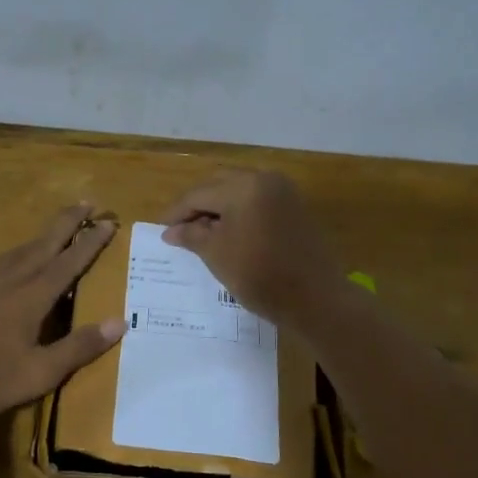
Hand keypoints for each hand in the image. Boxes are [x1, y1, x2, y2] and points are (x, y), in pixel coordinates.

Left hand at [0, 203, 126, 419]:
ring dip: (40, 237)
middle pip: (43, 244)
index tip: (108, 221)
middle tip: (86, 202)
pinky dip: (15, 257)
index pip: (69, 262)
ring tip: (53, 231)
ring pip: (17, 252)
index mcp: (31, 297)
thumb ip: (79, 347)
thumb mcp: (40, 373)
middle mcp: (9, 283)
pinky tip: (11, 268)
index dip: (90, 242)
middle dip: (66, 223)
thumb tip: (120, 322)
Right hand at [161, 171, 343, 325]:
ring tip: (201, 234)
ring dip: (218, 209)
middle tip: (179, 229)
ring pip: (239, 192)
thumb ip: (192, 235)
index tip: (161, 229)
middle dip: (198, 206)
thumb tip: (170, 230)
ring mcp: (284, 192)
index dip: (177, 212)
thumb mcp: (217, 255)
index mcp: (244, 186)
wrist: (316, 299)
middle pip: (219, 186)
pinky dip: (239, 213)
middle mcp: (265, 179)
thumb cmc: (260, 275)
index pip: (199, 194)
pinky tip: (229, 234)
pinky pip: (257, 202)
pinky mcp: (295, 208)